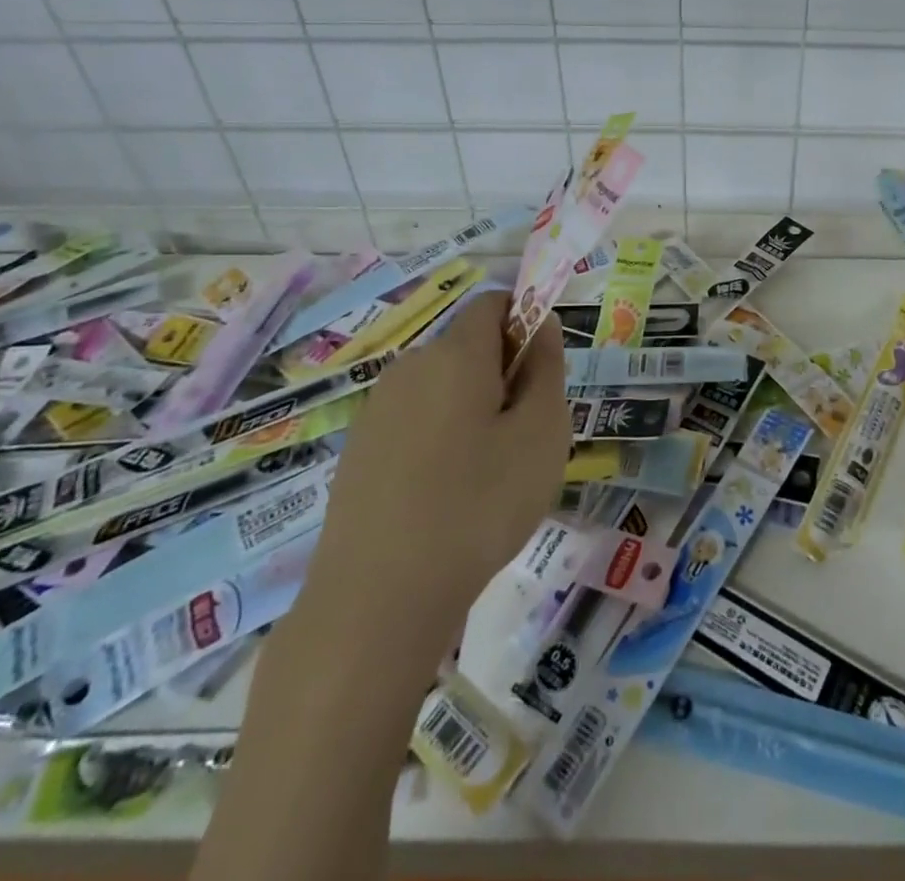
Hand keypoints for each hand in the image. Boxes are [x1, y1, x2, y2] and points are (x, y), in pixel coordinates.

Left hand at [300, 290, 570, 635]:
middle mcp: (409, 367)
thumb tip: (540, 325)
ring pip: (442, 388)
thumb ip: (546, 368)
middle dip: (502, 374)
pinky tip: (446, 498)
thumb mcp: (542, 433)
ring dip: (472, 410)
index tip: (541, 375)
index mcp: (454, 353)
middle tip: (524, 436)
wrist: (377, 600)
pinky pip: (414, 423)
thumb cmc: (479, 505)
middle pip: (467, 347)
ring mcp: (377, 411)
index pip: (493, 304)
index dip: (524, 322)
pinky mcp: (358, 452)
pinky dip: (439, 440)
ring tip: (488, 475)